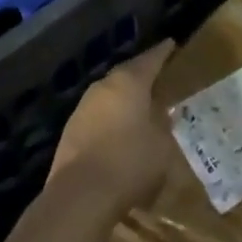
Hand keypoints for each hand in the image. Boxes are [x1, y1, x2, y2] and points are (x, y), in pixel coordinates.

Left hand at [48, 38, 175, 224]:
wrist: (79, 197)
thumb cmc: (129, 163)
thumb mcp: (162, 145)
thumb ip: (165, 126)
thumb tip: (165, 115)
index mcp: (129, 82)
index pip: (150, 59)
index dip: (163, 52)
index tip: (171, 44)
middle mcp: (103, 87)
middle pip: (126, 74)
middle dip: (141, 75)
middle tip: (156, 77)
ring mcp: (83, 108)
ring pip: (109, 95)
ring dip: (123, 100)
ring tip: (138, 107)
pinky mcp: (70, 132)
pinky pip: (97, 117)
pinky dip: (110, 120)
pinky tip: (118, 134)